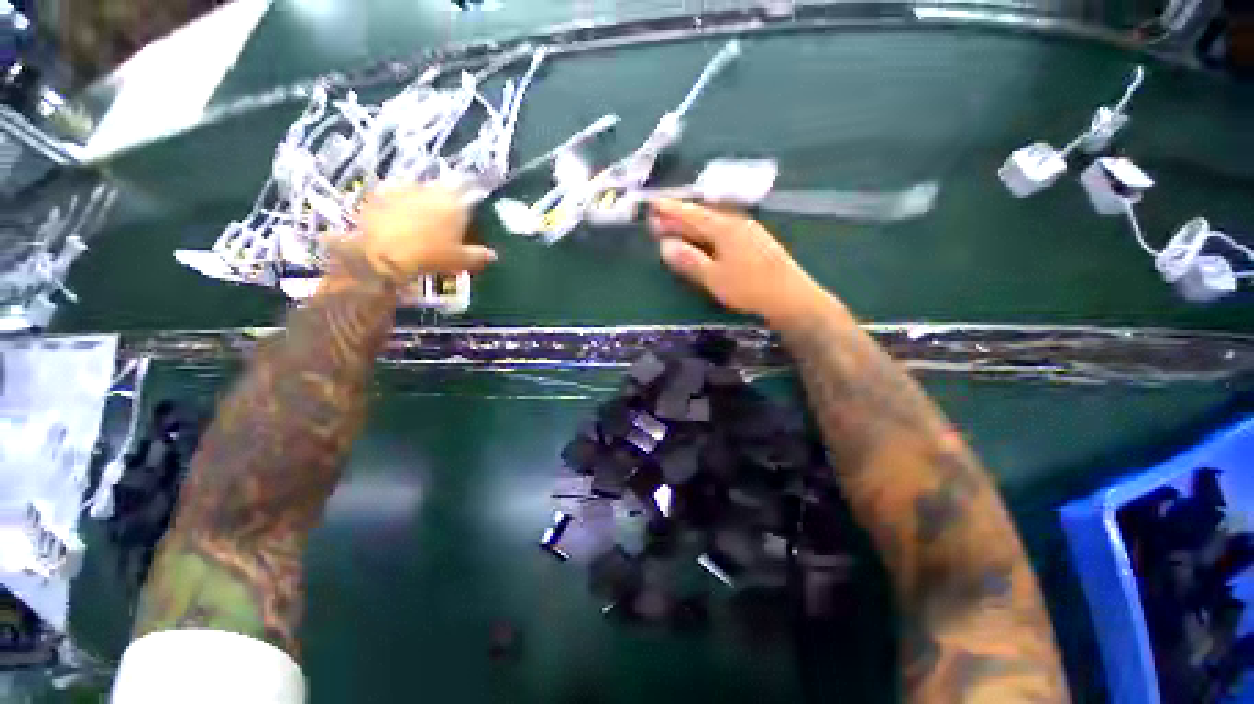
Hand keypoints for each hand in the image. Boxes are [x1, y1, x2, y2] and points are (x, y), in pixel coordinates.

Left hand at [352, 184, 496, 282]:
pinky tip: (402, 212)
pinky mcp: (382, 191)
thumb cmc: (428, 256)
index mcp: (456, 203)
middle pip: (447, 186)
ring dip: (428, 196)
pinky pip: (398, 191)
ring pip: (423, 187)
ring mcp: (406, 187)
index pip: (472, 189)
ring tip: (427, 213)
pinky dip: (404, 199)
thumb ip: (479, 255)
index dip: (475, 193)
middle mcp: (432, 189)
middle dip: (451, 196)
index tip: (478, 199)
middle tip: (452, 211)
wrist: (379, 253)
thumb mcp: (460, 260)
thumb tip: (493, 254)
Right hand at [648, 199, 832, 326]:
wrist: (791, 297)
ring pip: (713, 223)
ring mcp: (748, 231)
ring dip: (693, 225)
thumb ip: (690, 260)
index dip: (672, 211)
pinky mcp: (755, 242)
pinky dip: (707, 233)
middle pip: (702, 217)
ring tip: (676, 228)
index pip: (692, 215)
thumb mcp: (714, 277)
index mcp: (725, 228)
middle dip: (679, 218)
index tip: (654, 205)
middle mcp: (736, 223)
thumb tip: (665, 246)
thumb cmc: (749, 288)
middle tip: (657, 220)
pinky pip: (723, 230)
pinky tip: (705, 238)